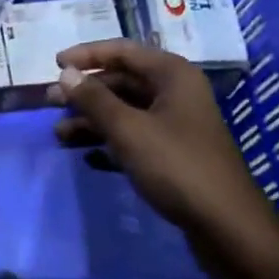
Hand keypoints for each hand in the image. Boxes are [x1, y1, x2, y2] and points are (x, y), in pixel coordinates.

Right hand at [53, 39, 278, 278]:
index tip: (54, 64)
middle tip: (50, 103)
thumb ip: (94, 100)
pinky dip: (109, 144)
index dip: (87, 55)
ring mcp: (176, 125)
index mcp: (172, 75)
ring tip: (60, 136)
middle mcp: (176, 93)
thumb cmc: (177, 167)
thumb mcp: (129, 130)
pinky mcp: (174, 155)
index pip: (122, 51)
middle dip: (85, 92)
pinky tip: (87, 158)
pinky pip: (134, 138)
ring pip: (125, 112)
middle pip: (122, 81)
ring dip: (92, 121)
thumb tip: (65, 74)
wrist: (228, 228)